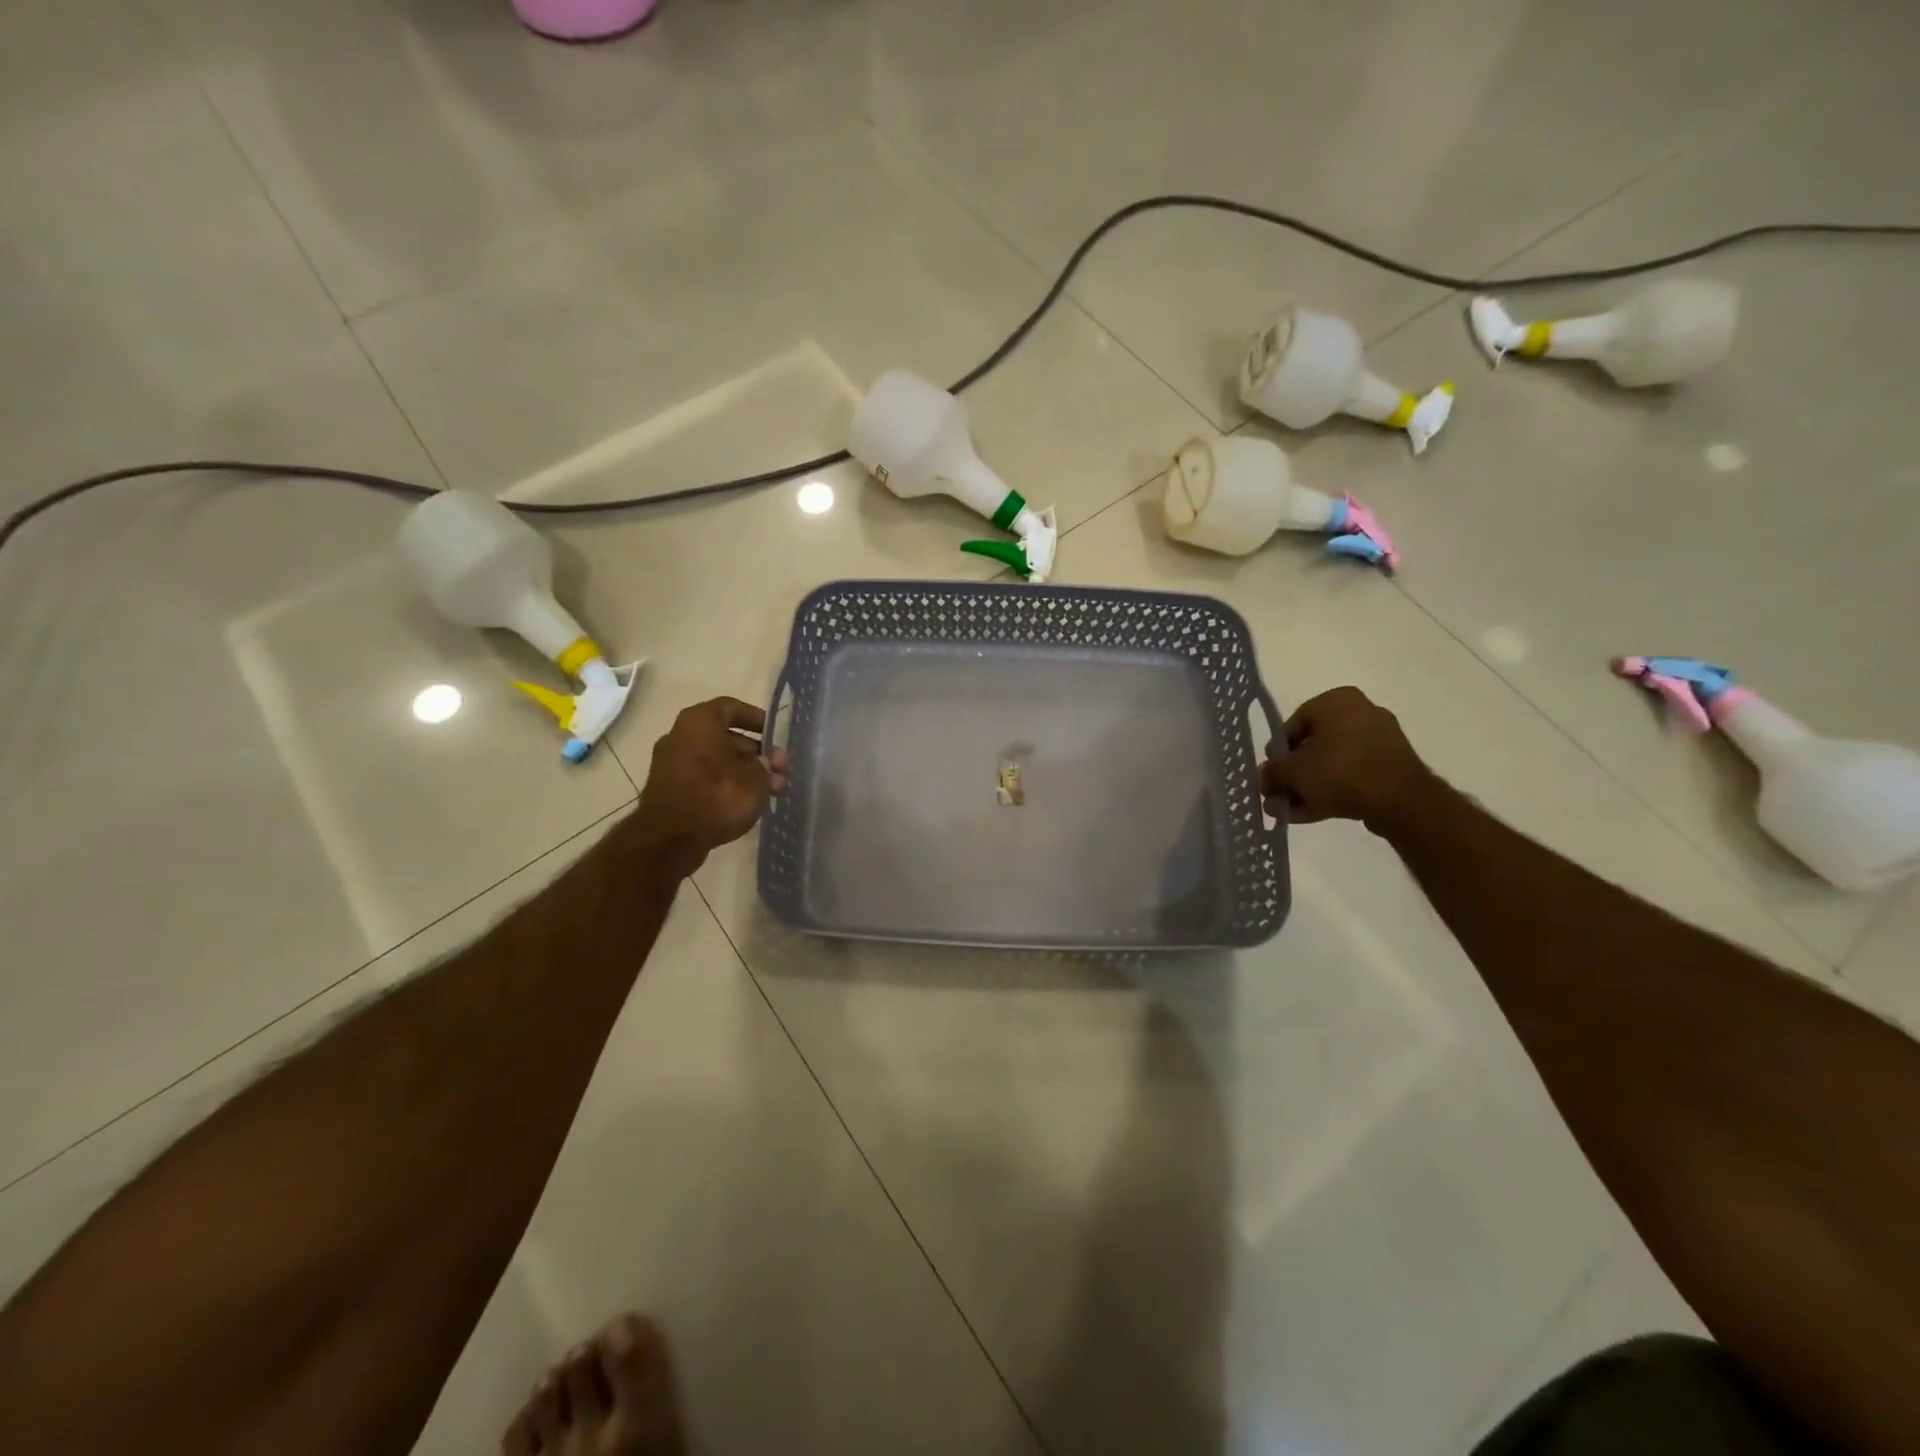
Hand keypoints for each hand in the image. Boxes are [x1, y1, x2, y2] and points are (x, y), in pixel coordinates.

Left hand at [634, 698, 788, 874]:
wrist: (670, 839)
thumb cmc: (717, 796)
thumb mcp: (755, 778)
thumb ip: (766, 767)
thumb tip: (765, 765)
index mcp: (699, 721)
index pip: (731, 707)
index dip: (756, 719)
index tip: (775, 735)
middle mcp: (681, 735)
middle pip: (725, 737)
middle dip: (756, 753)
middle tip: (780, 770)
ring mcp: (671, 763)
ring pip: (717, 760)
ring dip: (745, 772)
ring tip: (772, 791)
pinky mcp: (669, 789)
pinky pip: (704, 778)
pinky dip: (726, 784)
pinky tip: (748, 802)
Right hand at [1260, 686, 1432, 830]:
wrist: (1399, 799)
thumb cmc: (1338, 771)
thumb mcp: (1292, 772)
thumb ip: (1271, 772)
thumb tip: (1265, 776)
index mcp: (1336, 701)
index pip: (1293, 724)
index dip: (1277, 753)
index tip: (1270, 775)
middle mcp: (1360, 712)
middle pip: (1313, 746)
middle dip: (1292, 775)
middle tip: (1276, 796)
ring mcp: (1379, 741)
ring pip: (1331, 765)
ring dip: (1307, 788)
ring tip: (1287, 811)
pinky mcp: (1391, 767)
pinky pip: (1351, 776)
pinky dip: (1330, 791)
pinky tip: (1309, 814)